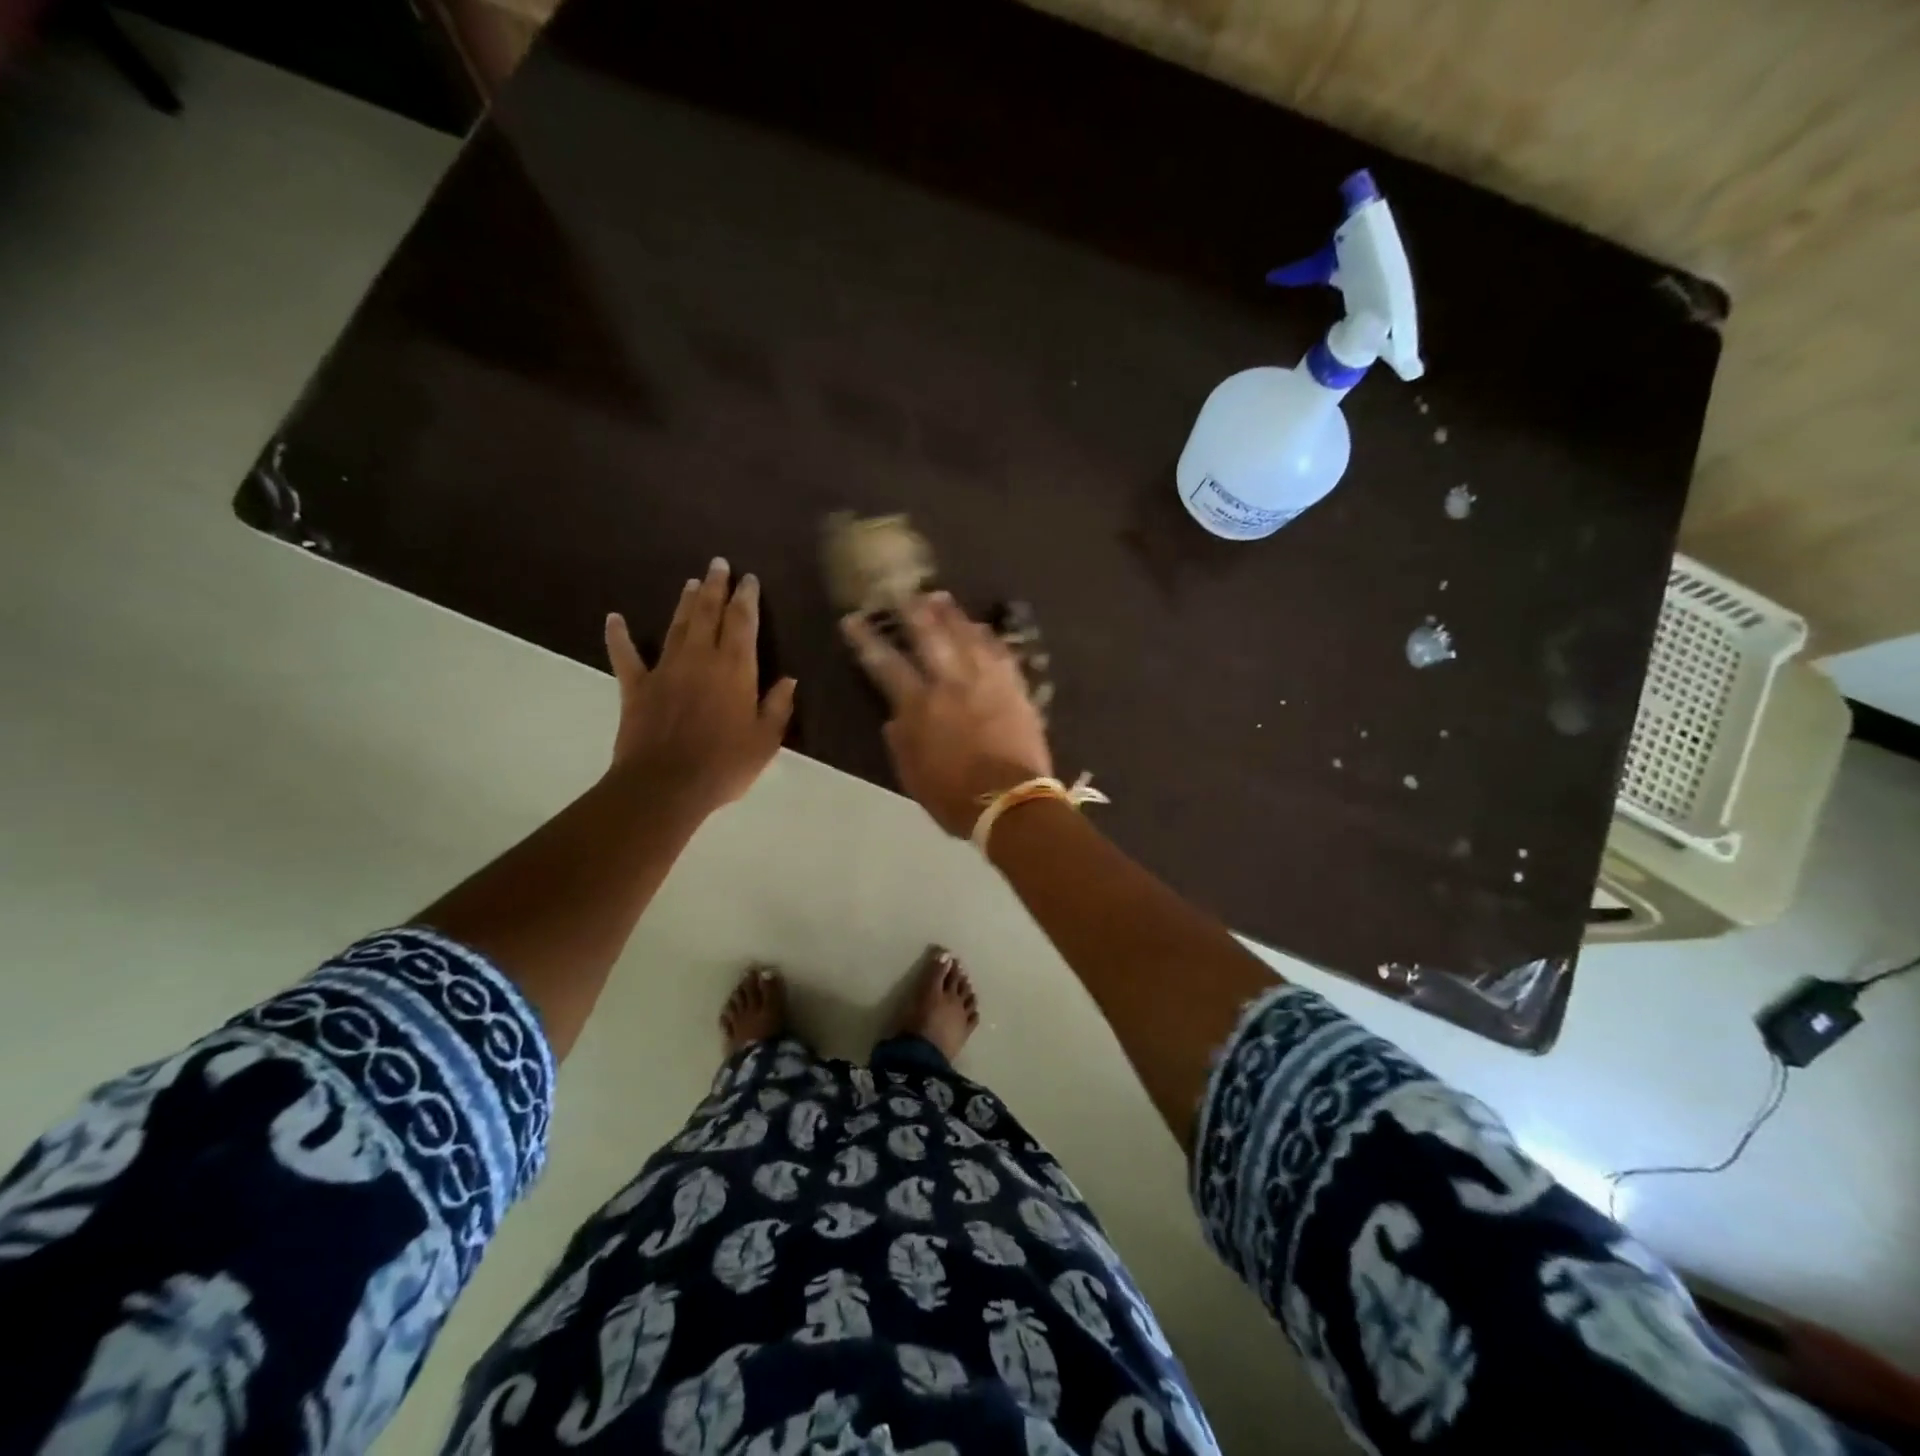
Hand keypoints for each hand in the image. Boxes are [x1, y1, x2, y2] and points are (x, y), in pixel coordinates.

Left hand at [605, 558, 795, 813]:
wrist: (666, 785)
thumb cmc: (724, 764)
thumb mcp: (765, 740)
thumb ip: (777, 706)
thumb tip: (789, 679)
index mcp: (735, 669)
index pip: (742, 623)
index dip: (746, 598)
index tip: (748, 579)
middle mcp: (701, 659)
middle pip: (708, 614)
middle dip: (715, 587)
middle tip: (718, 564)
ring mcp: (665, 669)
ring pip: (677, 626)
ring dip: (685, 602)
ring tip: (691, 582)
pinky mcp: (636, 686)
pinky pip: (625, 655)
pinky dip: (619, 636)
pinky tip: (614, 618)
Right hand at [842, 592, 1051, 836]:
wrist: (1011, 802)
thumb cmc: (953, 796)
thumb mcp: (912, 774)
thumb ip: (900, 740)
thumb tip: (894, 716)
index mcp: (919, 706)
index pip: (886, 663)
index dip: (867, 639)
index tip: (853, 620)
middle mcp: (951, 683)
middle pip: (929, 636)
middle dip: (912, 611)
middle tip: (902, 592)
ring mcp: (986, 681)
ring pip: (966, 636)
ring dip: (951, 614)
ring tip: (940, 597)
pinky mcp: (1014, 688)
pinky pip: (1000, 652)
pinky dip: (988, 637)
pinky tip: (982, 627)